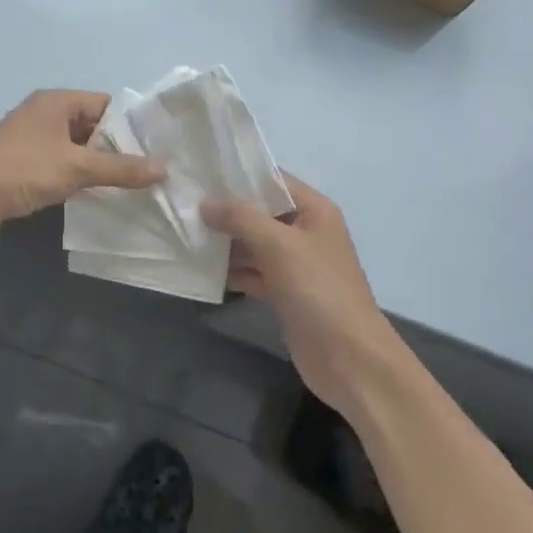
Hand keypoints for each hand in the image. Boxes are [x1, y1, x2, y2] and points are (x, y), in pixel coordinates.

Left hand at [0, 89, 164, 243]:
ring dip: (98, 166)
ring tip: (133, 186)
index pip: (105, 104)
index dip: (131, 124)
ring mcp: (33, 141)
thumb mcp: (76, 167)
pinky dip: (78, 178)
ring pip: (76, 149)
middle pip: (92, 126)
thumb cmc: (21, 170)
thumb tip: (164, 168)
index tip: (157, 146)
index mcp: (57, 102)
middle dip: (117, 148)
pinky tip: (98, 197)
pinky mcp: (23, 165)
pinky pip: (61, 166)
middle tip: (151, 171)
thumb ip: (120, 168)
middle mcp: (45, 115)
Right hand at [202, 174, 406, 416]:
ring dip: (224, 242)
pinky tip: (201, 269)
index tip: (199, 172)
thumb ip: (241, 218)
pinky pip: (253, 271)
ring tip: (184, 233)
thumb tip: (205, 202)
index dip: (238, 175)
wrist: (349, 359)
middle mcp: (305, 231)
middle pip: (259, 212)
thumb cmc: (318, 290)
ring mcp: (295, 263)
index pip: (272, 179)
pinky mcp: (285, 292)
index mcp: (314, 209)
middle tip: (183, 204)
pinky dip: (232, 270)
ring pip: (253, 243)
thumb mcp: (278, 245)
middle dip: (225, 211)